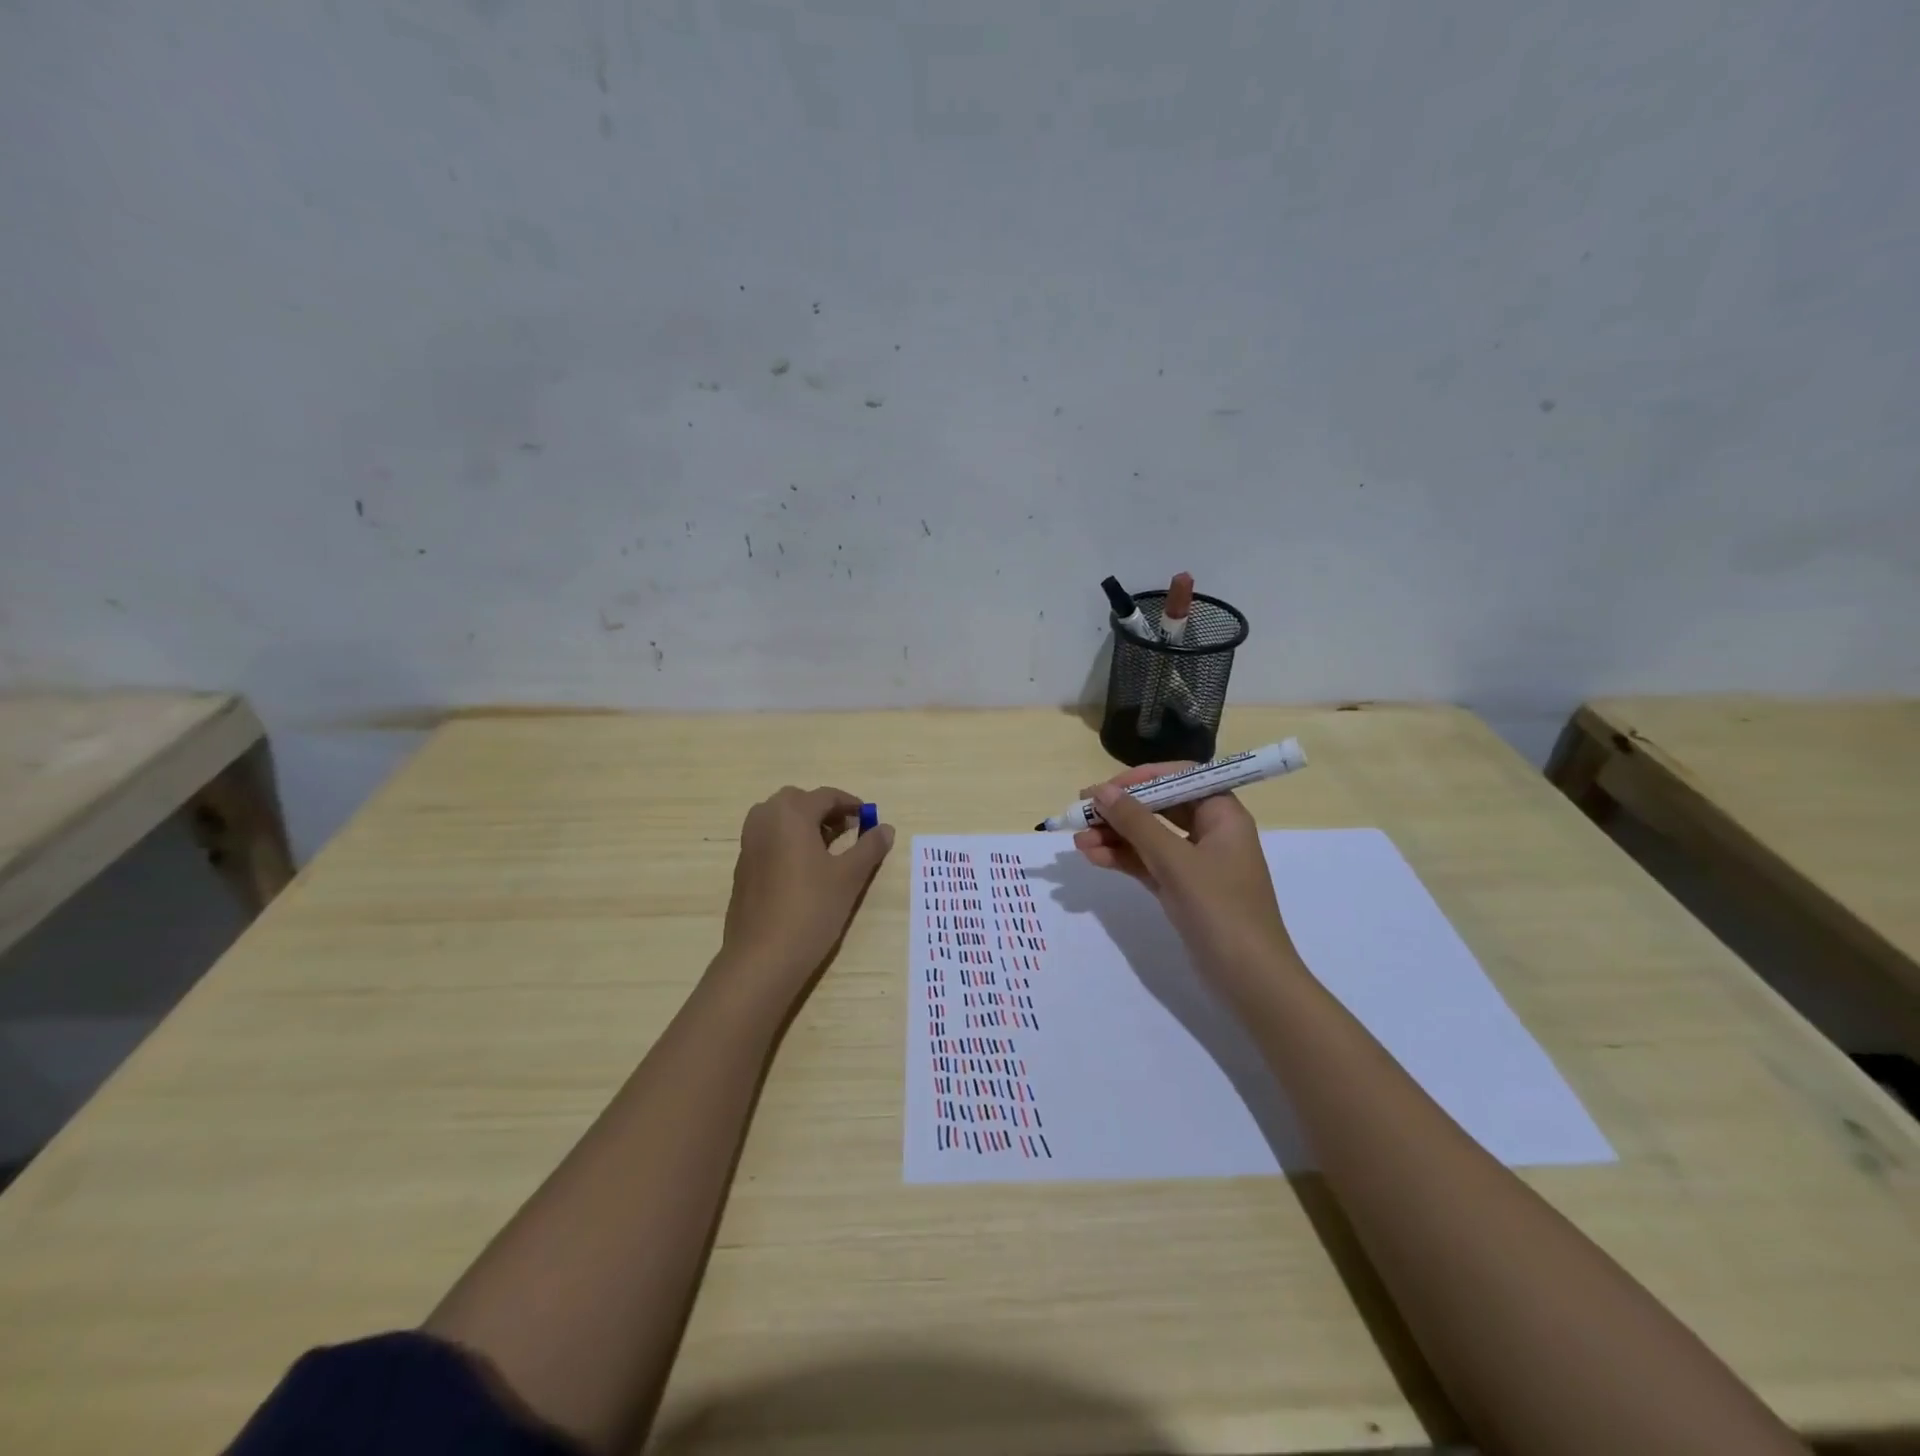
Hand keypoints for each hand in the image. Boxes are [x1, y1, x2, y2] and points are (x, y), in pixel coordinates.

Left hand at [717, 785, 893, 1000]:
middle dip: (825, 810)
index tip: (869, 817)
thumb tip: (885, 828)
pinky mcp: (742, 867)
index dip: (851, 804)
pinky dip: (788, 842)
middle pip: (798, 801)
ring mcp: (748, 844)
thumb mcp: (850, 877)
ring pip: (780, 819)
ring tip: (829, 849)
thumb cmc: (811, 909)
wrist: (762, 957)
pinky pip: (769, 840)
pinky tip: (805, 870)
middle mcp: (764, 819)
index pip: (826, 796)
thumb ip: (869, 847)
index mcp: (791, 813)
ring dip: (804, 824)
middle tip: (848, 830)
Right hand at [1073, 764, 1298, 1005]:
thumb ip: (1136, 823)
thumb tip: (1101, 791)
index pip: (1180, 777)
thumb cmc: (1220, 909)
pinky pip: (1146, 863)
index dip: (1142, 778)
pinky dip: (1122, 858)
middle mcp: (1211, 832)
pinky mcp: (1181, 889)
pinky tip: (1092, 857)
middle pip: (1160, 807)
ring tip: (1077, 841)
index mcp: (1223, 814)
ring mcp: (1195, 863)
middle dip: (1120, 810)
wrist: (1249, 980)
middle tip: (1081, 812)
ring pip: (1148, 837)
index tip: (1107, 787)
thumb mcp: (1175, 861)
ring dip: (1114, 836)